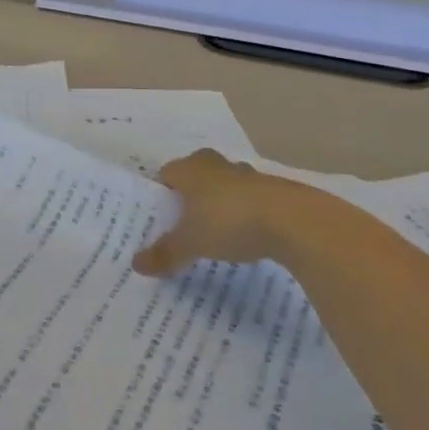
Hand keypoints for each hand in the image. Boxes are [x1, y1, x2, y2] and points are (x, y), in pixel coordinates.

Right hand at [134, 150, 319, 277]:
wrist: (292, 220)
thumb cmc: (229, 222)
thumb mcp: (191, 243)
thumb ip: (165, 253)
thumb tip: (135, 264)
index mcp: (191, 169)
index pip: (167, 173)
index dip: (161, 193)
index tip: (159, 216)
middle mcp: (217, 165)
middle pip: (197, 174)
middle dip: (191, 195)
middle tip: (184, 223)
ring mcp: (248, 175)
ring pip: (225, 185)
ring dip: (220, 202)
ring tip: (215, 232)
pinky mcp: (273, 190)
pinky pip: (250, 199)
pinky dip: (245, 213)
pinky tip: (246, 237)